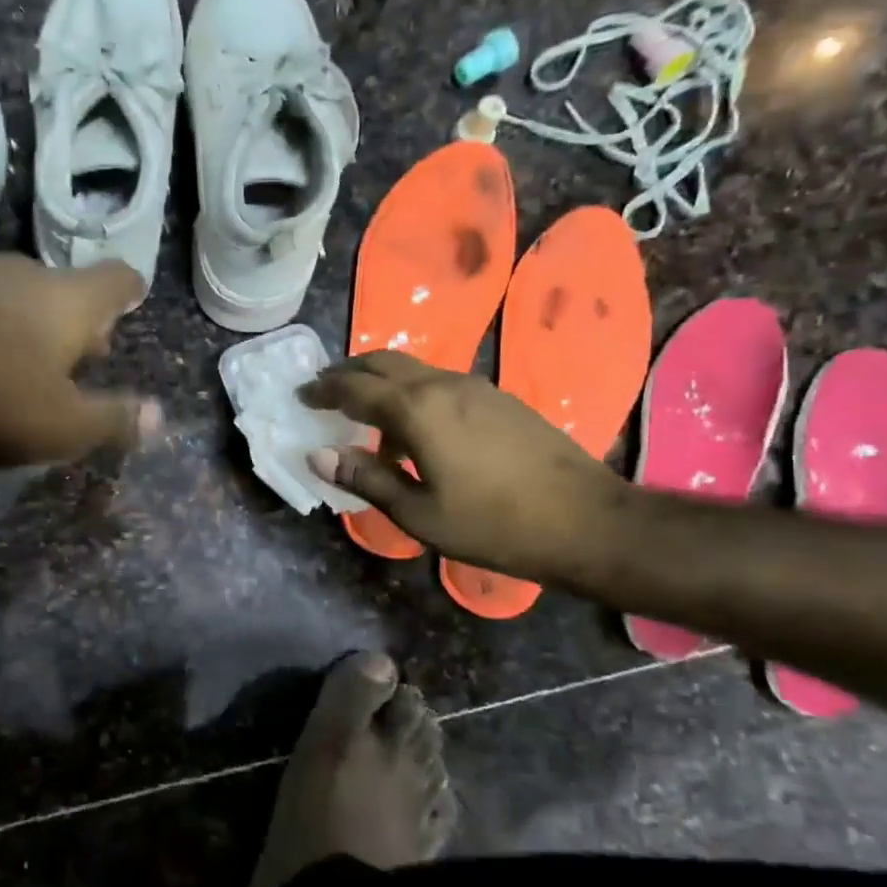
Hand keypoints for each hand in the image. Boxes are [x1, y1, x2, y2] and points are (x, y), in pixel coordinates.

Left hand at [0, 256, 161, 465]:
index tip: (133, 306)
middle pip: (70, 291)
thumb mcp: (61, 425)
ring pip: (24, 300)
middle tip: (85, 362)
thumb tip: (158, 417)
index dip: (131, 293)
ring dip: (35, 330)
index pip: (119, 278)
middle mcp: (29, 275)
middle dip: (82, 325)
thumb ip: (113, 419)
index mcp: (71, 299)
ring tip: (32, 372)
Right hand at [300, 351, 620, 579]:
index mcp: (416, 410)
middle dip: (347, 372)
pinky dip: (409, 389)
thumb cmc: (492, 524)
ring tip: (361, 405)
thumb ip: (365, 478)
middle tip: (324, 388)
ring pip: (412, 368)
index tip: (301, 395)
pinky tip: (412, 422)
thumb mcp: (417, 512)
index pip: (354, 389)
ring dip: (379, 378)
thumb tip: (318, 454)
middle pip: (382, 362)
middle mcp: (442, 385)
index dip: (323, 390)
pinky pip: (437, 380)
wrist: (585, 520)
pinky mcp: (498, 397)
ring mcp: (475, 387)